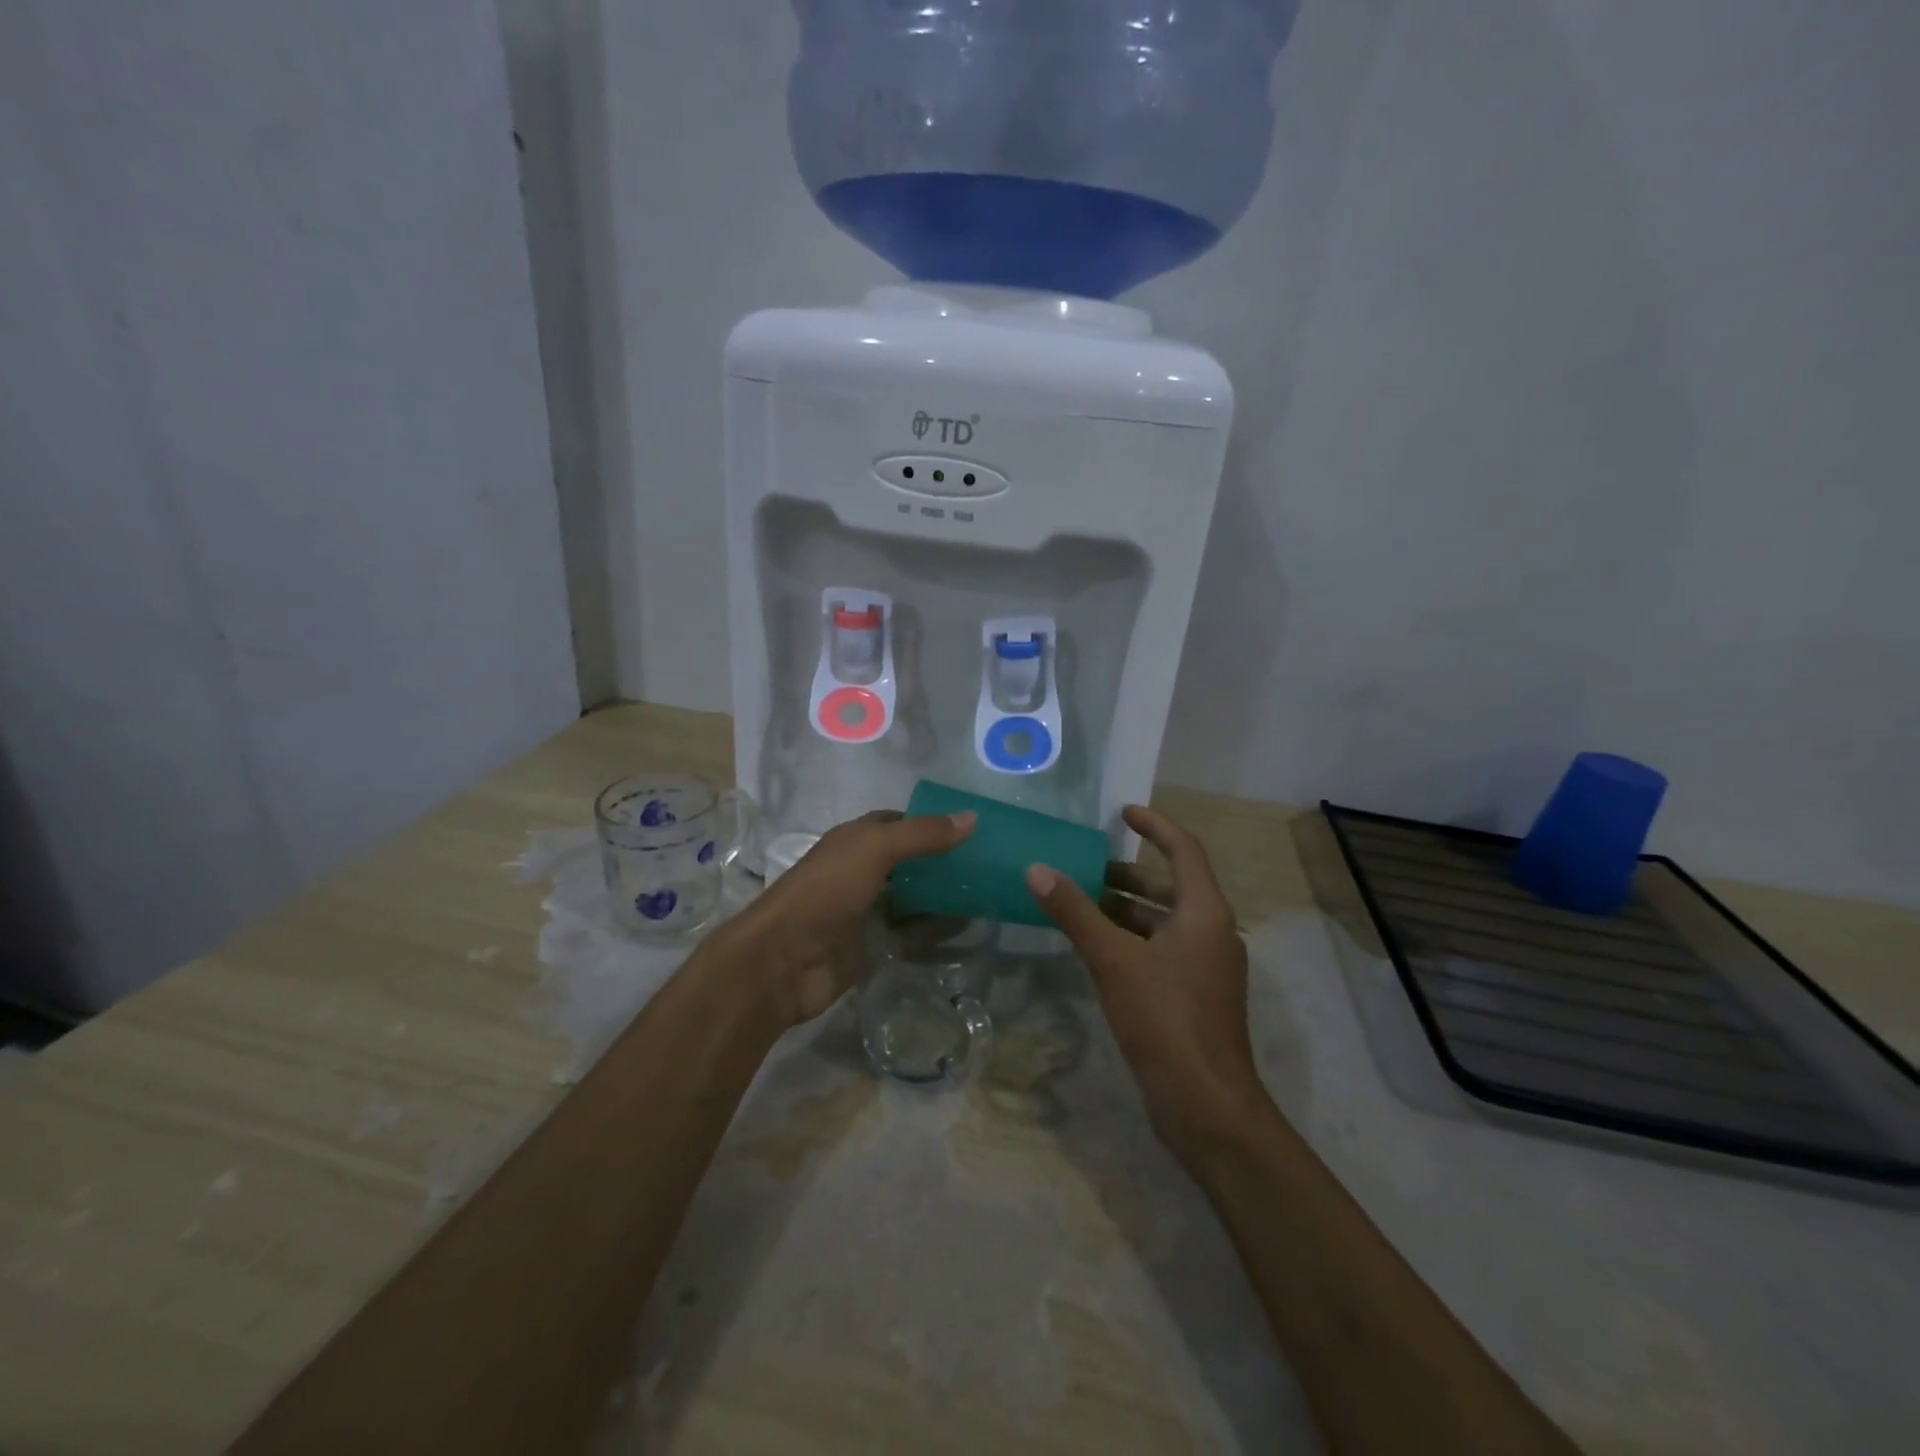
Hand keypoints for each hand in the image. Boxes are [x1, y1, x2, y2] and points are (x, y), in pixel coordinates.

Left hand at [725, 810, 975, 1026]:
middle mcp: (858, 871)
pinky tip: (962, 928)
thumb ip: (922, 834)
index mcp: (854, 840)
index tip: (970, 827)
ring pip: (908, 896)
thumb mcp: (875, 849)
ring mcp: (862, 910)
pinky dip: (930, 929)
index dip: (929, 821)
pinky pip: (906, 932)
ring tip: (984, 892)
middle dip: (939, 859)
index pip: (896, 822)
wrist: (784, 961)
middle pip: (905, 860)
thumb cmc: (826, 891)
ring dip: (937, 894)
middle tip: (985, 862)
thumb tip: (972, 817)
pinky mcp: (868, 946)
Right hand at [1025, 805, 1267, 1163]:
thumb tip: (1037, 869)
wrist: (1205, 1103)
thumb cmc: (1165, 1018)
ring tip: (1081, 904)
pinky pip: (1162, 949)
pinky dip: (1132, 938)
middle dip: (1129, 873)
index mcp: (1204, 912)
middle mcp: (1212, 931)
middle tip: (1085, 868)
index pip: (1184, 849)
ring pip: (1164, 921)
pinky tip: (1098, 948)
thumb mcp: (1113, 959)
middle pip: (1171, 886)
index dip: (1154, 826)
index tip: (1122, 812)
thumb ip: (1075, 912)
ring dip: (1126, 908)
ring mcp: (1206, 966)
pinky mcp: (1195, 994)